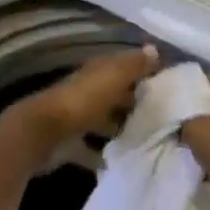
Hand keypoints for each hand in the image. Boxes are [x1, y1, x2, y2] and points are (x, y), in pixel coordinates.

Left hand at [17, 45, 159, 143]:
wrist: (43, 134)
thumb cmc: (82, 101)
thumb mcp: (113, 78)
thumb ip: (134, 65)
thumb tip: (154, 48)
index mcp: (96, 72)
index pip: (122, 65)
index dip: (142, 70)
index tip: (166, 80)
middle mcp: (86, 91)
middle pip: (113, 93)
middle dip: (134, 100)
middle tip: (164, 112)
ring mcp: (76, 118)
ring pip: (104, 119)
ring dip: (120, 126)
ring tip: (149, 137)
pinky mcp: (69, 144)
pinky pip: (91, 148)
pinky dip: (103, 153)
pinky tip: (123, 161)